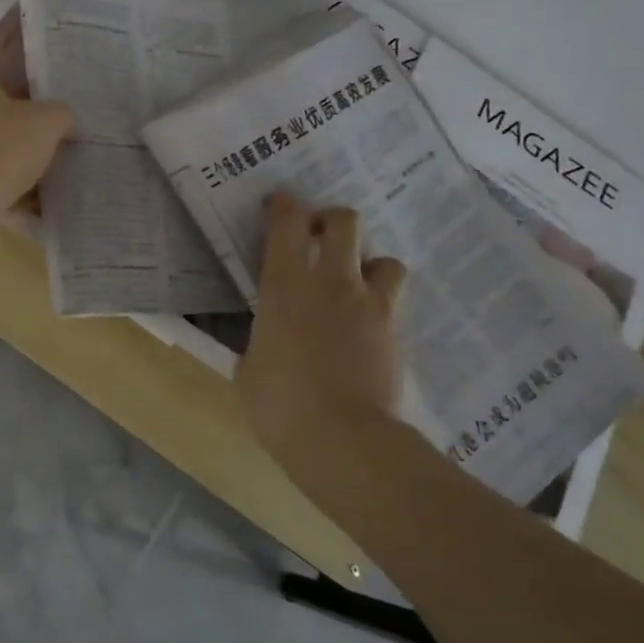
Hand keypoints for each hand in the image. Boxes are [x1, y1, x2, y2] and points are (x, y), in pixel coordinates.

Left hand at [0, 75, 72, 257]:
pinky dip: (14, 200)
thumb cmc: (1, 146)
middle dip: (32, 143)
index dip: (39, 103)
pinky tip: (39, 211)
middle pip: (3, 128)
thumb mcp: (47, 120)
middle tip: (63, 155)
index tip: (61, 123)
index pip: (9, 87)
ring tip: (56, 187)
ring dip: (24, 174)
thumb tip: (66, 124)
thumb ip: (62, 116)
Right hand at [236, 192, 407, 463]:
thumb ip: (258, 344)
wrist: (343, 438)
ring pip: (384, 258)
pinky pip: (395, 299)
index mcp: (284, 287)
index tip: (280, 204)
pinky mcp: (394, 330)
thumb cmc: (280, 405)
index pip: (287, 223)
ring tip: (357, 285)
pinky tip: (371, 324)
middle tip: (320, 239)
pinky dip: (383, 302)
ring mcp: (369, 304)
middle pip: (343, 222)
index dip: (284, 205)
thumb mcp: (249, 371)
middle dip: (331, 221)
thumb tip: (266, 346)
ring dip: (369, 265)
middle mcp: (330, 282)